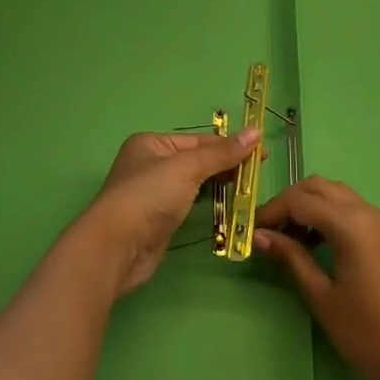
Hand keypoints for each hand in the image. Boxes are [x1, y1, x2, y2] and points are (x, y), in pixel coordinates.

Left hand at [74, 128, 259, 296]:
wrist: (117, 246)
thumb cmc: (149, 196)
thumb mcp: (188, 167)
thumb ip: (222, 153)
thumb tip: (256, 132)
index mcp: (152, 143)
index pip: (200, 140)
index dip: (231, 145)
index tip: (263, 154)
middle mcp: (151, 164)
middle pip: (198, 160)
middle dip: (227, 165)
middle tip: (258, 174)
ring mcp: (154, 193)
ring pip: (195, 183)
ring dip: (219, 185)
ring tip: (249, 190)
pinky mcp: (159, 220)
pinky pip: (190, 204)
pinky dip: (208, 204)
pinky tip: (227, 207)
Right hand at [254, 177, 379, 379]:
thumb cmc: (368, 333)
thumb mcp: (322, 297)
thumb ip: (291, 258)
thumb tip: (260, 235)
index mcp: (351, 223)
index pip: (300, 200)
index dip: (271, 211)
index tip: (251, 231)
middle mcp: (367, 211)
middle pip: (318, 186)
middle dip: (289, 203)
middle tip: (268, 232)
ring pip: (335, 194)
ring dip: (308, 206)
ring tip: (288, 240)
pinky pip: (350, 208)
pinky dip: (327, 215)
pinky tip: (315, 245)